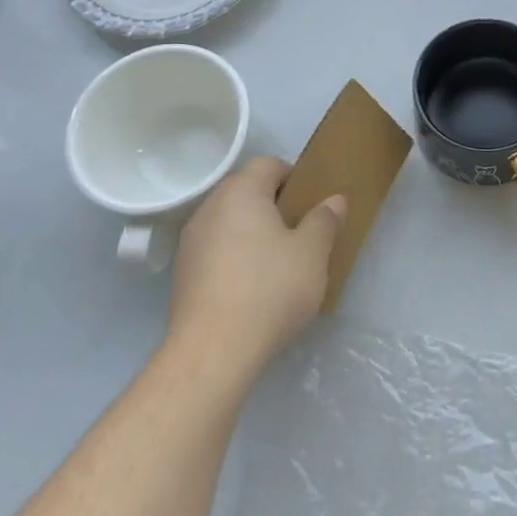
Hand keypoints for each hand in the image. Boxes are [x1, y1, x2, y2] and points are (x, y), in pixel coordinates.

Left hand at [165, 157, 345, 381]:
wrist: (213, 350)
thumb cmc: (270, 289)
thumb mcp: (312, 253)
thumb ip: (324, 221)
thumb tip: (334, 199)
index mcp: (241, 192)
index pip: (268, 164)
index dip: (293, 177)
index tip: (311, 204)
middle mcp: (210, 207)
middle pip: (245, 191)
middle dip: (273, 205)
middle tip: (300, 232)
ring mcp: (190, 242)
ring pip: (228, 221)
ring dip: (252, 232)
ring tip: (277, 263)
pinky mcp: (182, 274)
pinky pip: (215, 250)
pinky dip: (234, 257)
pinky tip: (252, 287)